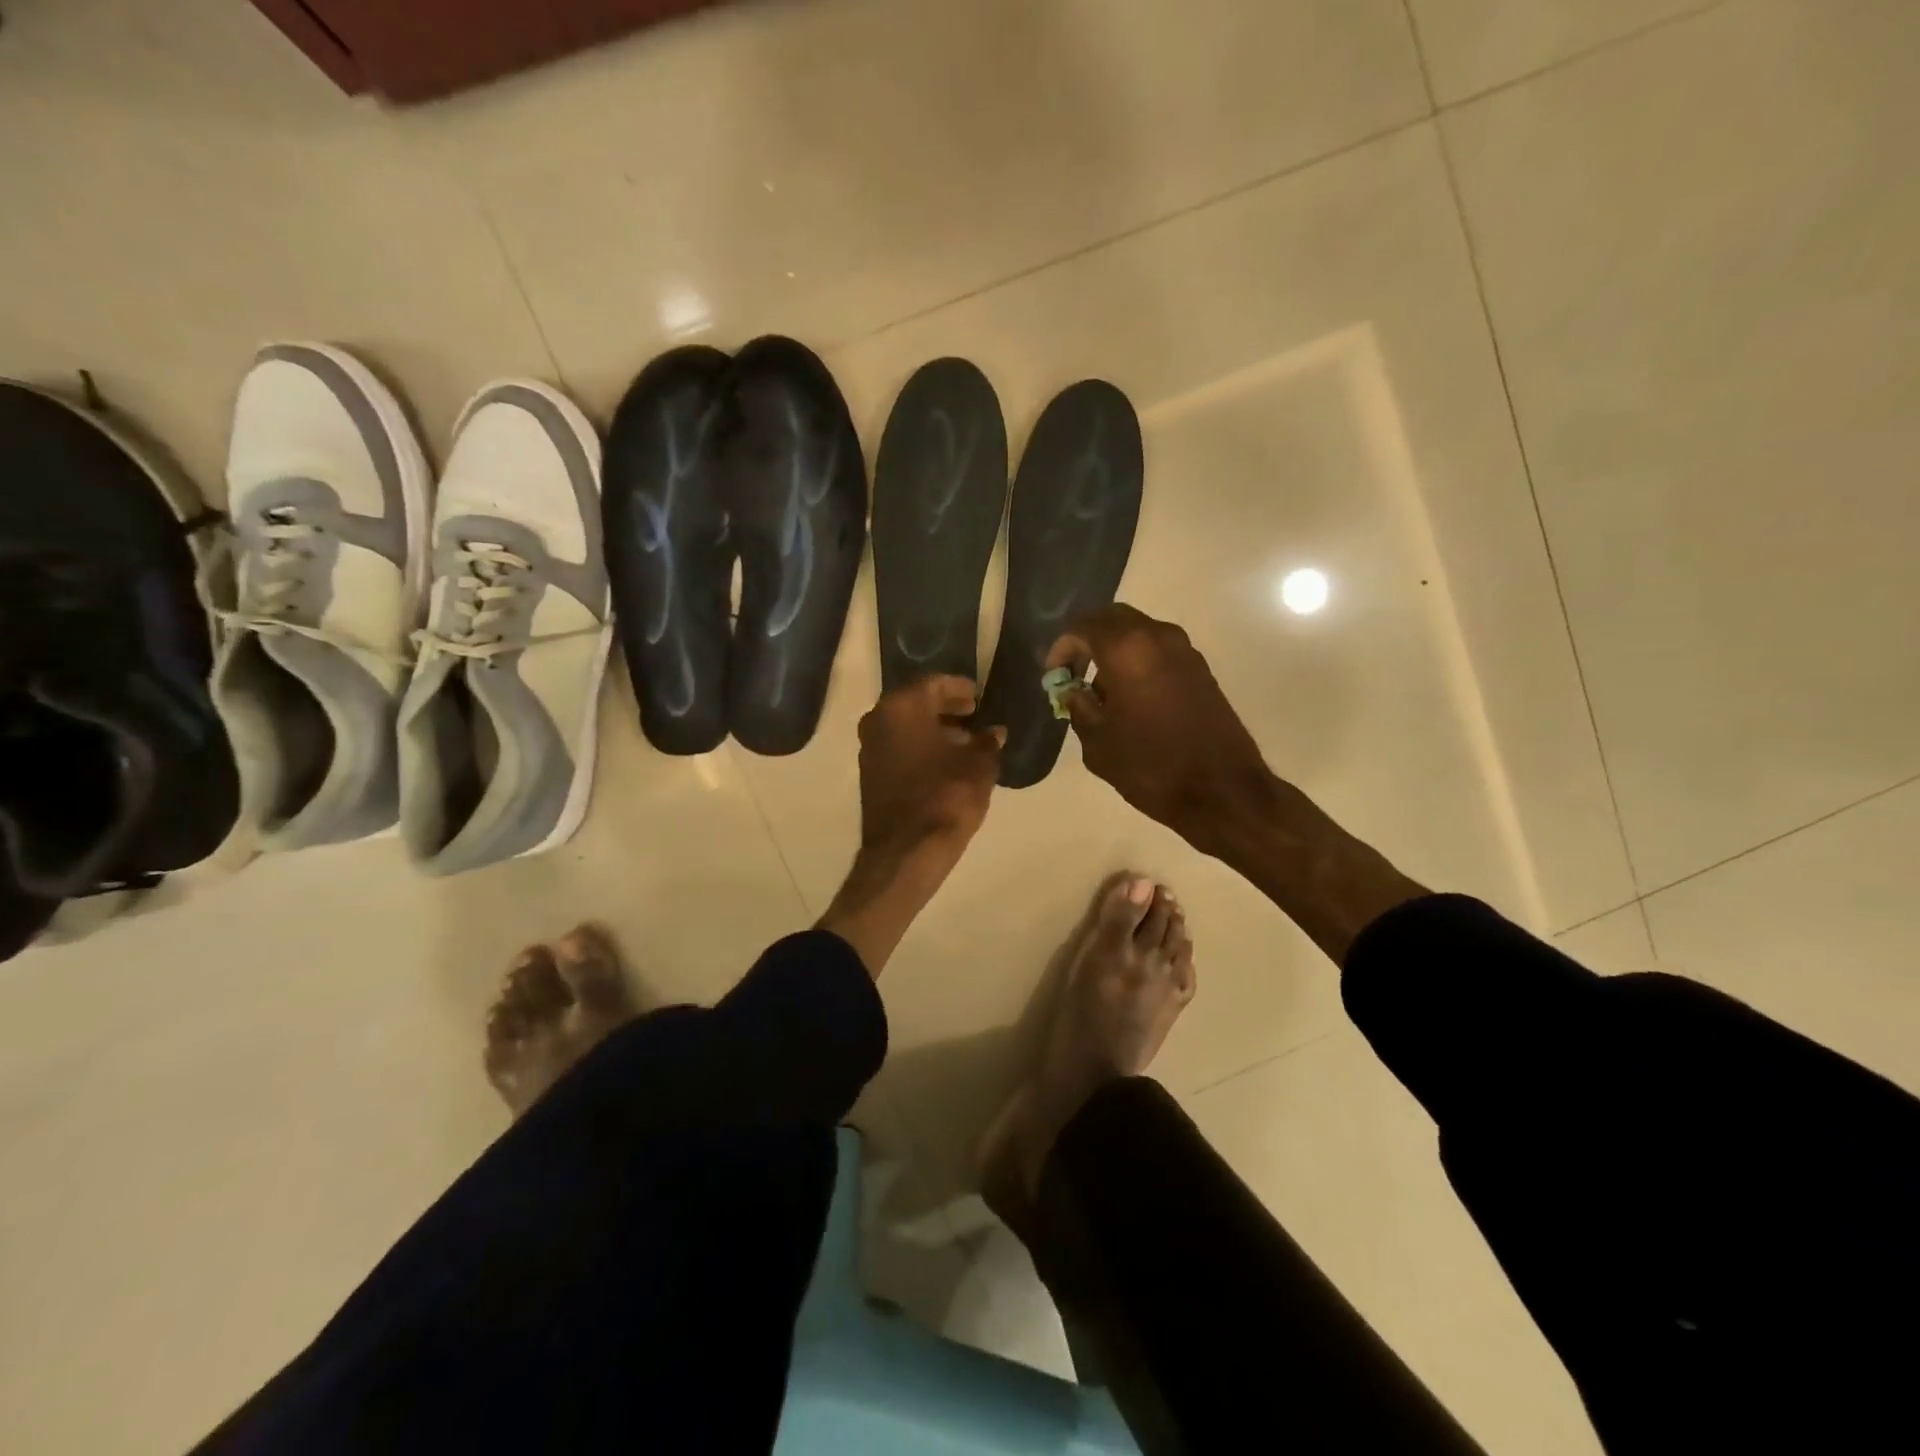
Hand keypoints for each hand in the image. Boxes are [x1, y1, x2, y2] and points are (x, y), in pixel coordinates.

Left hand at [855, 673, 1004, 872]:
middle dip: (945, 707)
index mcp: (901, 707)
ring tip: (965, 741)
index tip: (977, 695)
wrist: (907, 851)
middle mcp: (878, 721)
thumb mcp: (979, 765)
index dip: (958, 687)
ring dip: (933, 729)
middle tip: (973, 713)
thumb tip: (994, 733)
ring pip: (905, 727)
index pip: (933, 684)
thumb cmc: (946, 797)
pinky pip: (899, 748)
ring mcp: (870, 749)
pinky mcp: (870, 775)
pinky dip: (921, 748)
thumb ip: (987, 742)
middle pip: (915, 703)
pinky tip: (946, 762)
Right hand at [1047, 604, 1271, 855]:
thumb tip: (1071, 689)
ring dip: (1112, 650)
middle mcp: (1157, 636)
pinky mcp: (1199, 668)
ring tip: (1099, 691)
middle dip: (1086, 640)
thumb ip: (1078, 706)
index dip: (1061, 648)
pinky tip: (1129, 697)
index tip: (1054, 677)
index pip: (1081, 626)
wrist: (1222, 791)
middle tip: (1072, 673)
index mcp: (1127, 649)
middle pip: (1111, 619)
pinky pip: (1157, 649)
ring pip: (1137, 632)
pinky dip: (1136, 660)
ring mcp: (1184, 650)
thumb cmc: (1151, 766)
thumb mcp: (1098, 743)